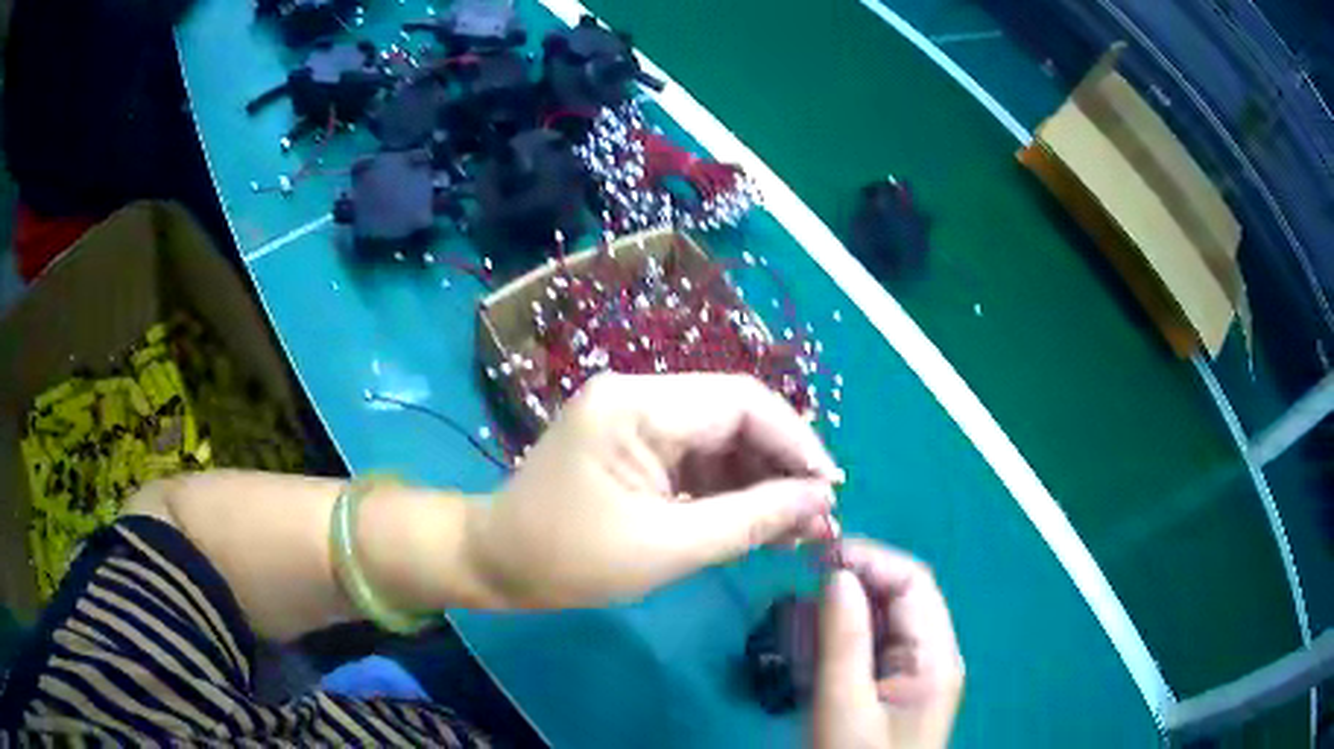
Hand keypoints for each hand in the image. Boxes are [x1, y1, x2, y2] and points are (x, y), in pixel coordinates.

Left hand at [464, 373, 842, 608]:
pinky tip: (760, 521)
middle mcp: (639, 394)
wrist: (496, 563)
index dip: (796, 441)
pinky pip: (697, 458)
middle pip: (734, 416)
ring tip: (797, 528)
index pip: (741, 402)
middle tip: (818, 518)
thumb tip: (819, 501)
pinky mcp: (634, 444)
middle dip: (782, 465)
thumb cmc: (569, 558)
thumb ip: (751, 520)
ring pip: (721, 438)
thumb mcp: (667, 546)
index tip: (830, 490)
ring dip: (761, 480)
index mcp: (637, 404)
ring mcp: (635, 417)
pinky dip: (730, 489)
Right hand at [814, 541, 962, 748]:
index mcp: (935, 656)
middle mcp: (932, 655)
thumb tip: (836, 574)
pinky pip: (871, 648)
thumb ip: (844, 639)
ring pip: (882, 621)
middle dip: (852, 585)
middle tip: (799, 590)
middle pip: (899, 597)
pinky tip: (810, 651)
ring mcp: (914, 673)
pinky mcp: (893, 688)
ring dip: (841, 613)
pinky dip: (840, 641)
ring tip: (798, 623)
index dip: (868, 560)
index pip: (912, 582)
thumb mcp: (845, 706)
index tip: (815, 560)